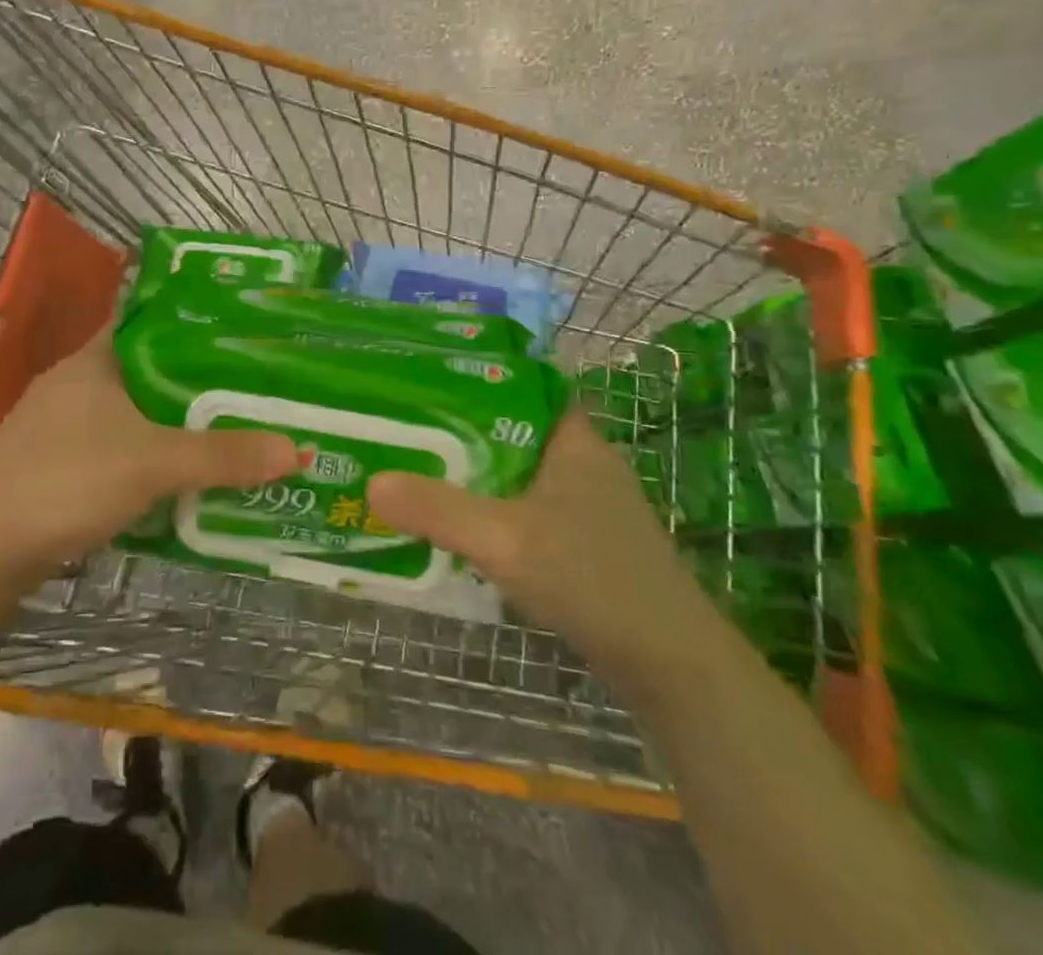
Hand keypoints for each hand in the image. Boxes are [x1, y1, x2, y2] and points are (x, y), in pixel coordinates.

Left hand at [0, 322, 296, 586]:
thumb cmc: (66, 480)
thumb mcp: (153, 463)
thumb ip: (222, 456)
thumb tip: (297, 449)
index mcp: (94, 360)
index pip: (149, 322)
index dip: (193, 325)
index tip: (239, 336)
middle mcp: (74, 384)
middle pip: (147, 372)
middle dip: (193, 384)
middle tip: (248, 391)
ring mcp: (58, 427)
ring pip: (130, 414)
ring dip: (170, 425)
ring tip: (223, 432)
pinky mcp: (52, 466)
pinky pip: (114, 449)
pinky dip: (146, 458)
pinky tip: (175, 477)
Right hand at [367, 408, 716, 683]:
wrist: (672, 666)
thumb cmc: (593, 579)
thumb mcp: (505, 540)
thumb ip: (438, 510)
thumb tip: (371, 483)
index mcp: (572, 439)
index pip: (522, 383)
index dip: (475, 375)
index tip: (425, 377)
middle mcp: (581, 461)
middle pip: (511, 427)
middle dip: (460, 427)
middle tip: (405, 424)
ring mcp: (586, 503)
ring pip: (517, 470)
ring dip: (475, 471)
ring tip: (418, 466)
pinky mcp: (584, 540)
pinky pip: (526, 506)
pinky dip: (493, 507)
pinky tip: (460, 522)